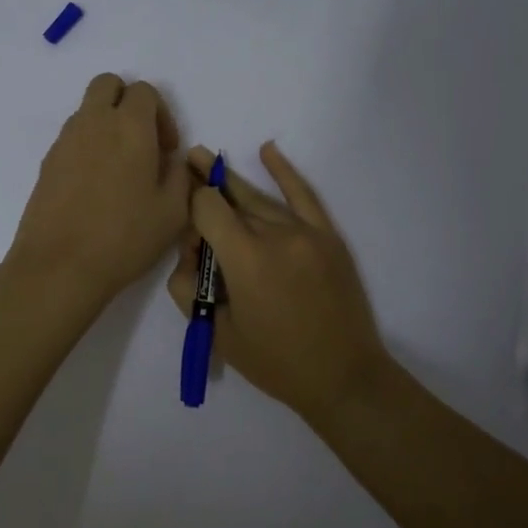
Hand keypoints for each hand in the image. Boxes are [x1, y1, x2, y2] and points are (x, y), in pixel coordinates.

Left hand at [7, 74, 191, 309]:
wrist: (59, 265)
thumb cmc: (125, 237)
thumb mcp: (173, 211)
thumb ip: (180, 175)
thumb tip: (171, 160)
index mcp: (130, 126)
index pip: (144, 91)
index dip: (161, 114)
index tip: (166, 149)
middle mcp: (94, 122)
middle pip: (107, 84)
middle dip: (127, 102)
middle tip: (140, 140)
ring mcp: (65, 141)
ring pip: (87, 110)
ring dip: (105, 124)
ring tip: (118, 169)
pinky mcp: (47, 162)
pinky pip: (72, 138)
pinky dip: (87, 147)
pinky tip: (95, 187)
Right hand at [165, 141, 393, 429]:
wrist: (344, 377)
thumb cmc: (276, 363)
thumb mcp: (218, 333)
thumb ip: (190, 287)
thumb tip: (190, 252)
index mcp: (246, 259)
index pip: (206, 208)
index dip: (188, 208)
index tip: (184, 225)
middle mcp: (275, 234)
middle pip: (230, 200)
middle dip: (204, 190)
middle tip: (183, 163)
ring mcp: (305, 231)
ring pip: (259, 199)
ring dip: (230, 182)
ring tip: (204, 159)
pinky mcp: (327, 236)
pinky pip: (302, 195)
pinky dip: (284, 171)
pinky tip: (268, 150)